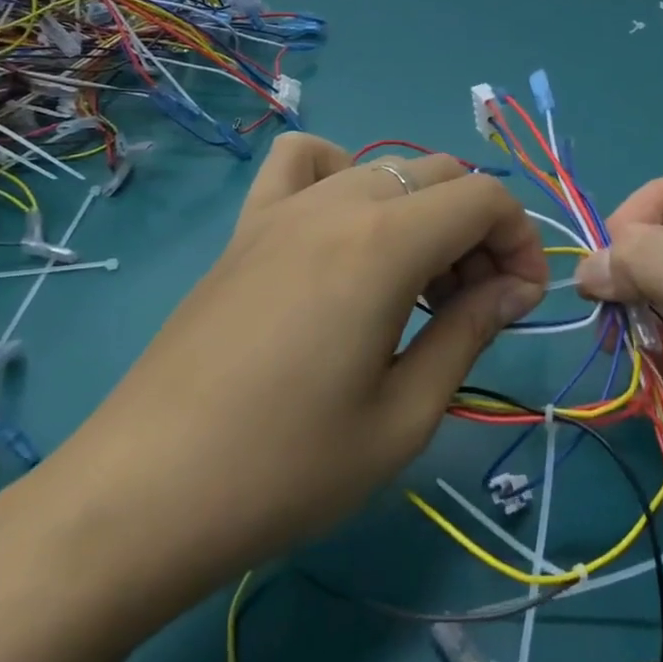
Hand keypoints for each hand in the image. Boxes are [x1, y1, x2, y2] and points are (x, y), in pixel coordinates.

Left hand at [35, 135, 546, 626]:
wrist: (140, 498)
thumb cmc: (285, 469)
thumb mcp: (403, 417)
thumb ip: (468, 333)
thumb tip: (514, 288)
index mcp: (383, 244)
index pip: (484, 199)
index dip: (521, 240)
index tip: (521, 303)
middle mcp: (337, 203)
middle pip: (440, 176)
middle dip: (479, 231)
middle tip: (474, 305)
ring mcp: (283, 209)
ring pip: (384, 168)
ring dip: (422, 210)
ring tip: (415, 280)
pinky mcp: (245, 229)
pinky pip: (303, 163)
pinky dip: (342, 176)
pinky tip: (340, 233)